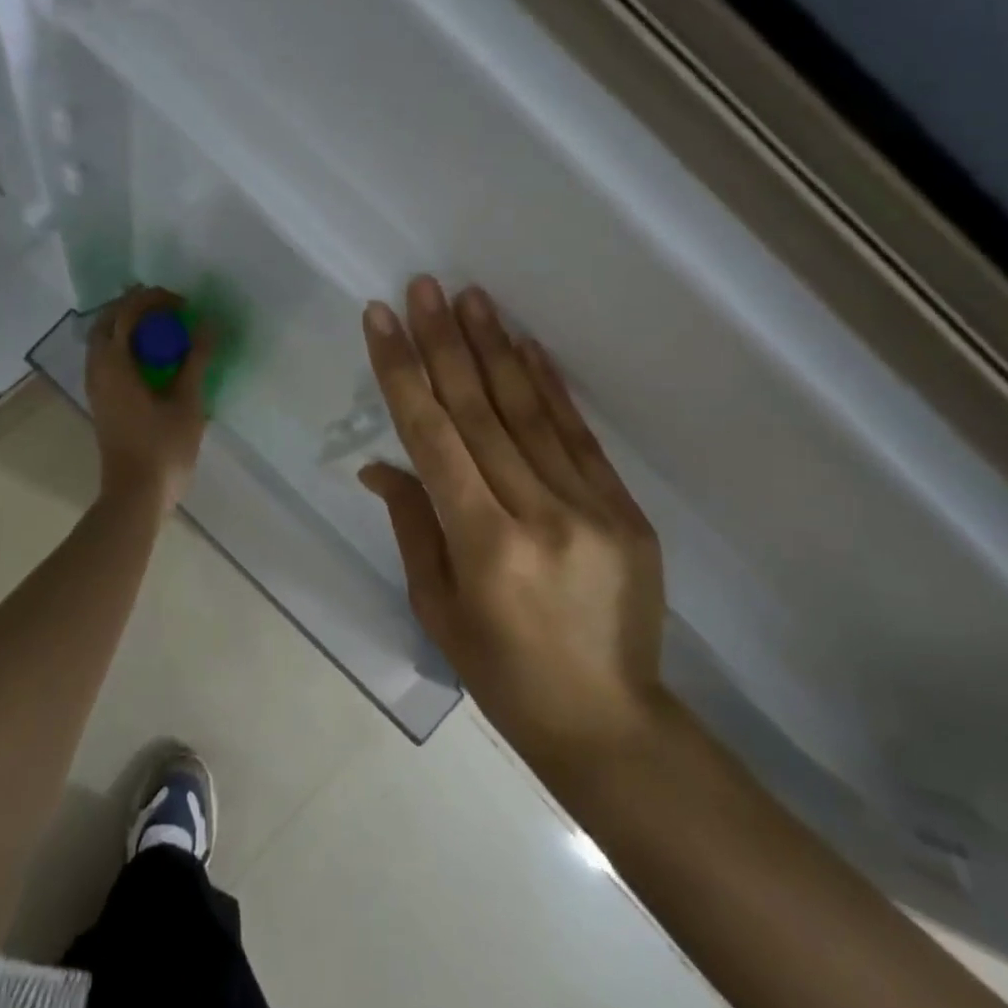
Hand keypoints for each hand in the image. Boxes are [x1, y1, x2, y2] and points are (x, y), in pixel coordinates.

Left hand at [86, 286, 212, 512]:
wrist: (135, 495)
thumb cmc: (163, 449)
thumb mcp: (187, 403)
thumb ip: (196, 361)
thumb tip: (208, 326)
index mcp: (114, 366)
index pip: (126, 314)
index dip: (153, 300)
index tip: (182, 303)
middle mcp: (97, 370)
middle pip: (107, 322)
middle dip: (135, 307)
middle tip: (168, 308)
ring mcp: (96, 387)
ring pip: (104, 341)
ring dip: (129, 326)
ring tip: (162, 328)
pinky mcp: (102, 401)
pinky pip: (108, 359)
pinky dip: (127, 346)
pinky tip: (153, 357)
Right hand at [359, 276, 665, 768]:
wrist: (609, 721)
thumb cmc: (504, 675)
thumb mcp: (439, 610)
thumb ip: (413, 526)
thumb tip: (383, 462)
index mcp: (483, 545)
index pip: (433, 438)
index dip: (403, 373)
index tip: (382, 320)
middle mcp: (537, 513)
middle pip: (480, 411)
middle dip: (446, 343)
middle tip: (426, 286)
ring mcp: (589, 507)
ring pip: (531, 411)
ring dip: (497, 349)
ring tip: (473, 298)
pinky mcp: (625, 509)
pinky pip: (579, 435)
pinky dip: (550, 386)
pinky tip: (528, 346)